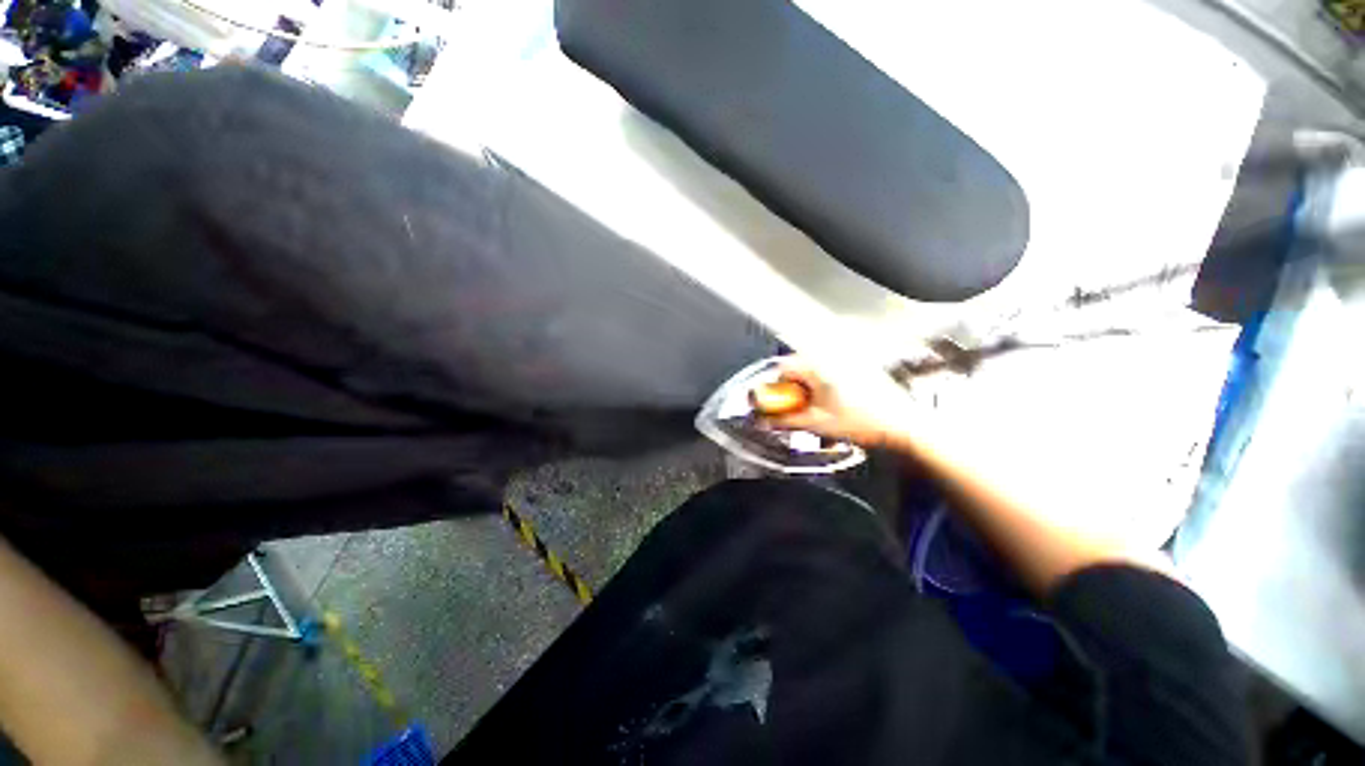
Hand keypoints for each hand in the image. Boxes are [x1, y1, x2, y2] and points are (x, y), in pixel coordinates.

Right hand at [761, 357, 917, 449]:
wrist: (904, 425)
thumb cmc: (867, 422)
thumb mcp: (817, 424)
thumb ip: (786, 421)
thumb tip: (767, 421)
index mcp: (819, 366)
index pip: (783, 367)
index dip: (776, 387)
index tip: (777, 402)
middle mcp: (833, 356)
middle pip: (797, 366)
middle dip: (792, 388)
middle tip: (797, 408)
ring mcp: (848, 359)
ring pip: (814, 368)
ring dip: (807, 386)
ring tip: (816, 407)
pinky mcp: (859, 366)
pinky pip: (829, 369)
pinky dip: (823, 383)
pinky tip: (833, 402)